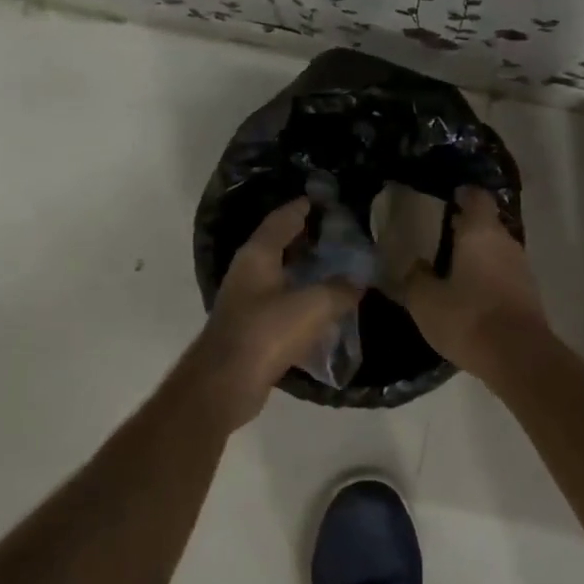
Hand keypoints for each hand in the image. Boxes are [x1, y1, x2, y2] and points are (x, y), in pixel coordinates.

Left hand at [194, 198, 361, 426]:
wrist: (226, 384)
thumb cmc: (266, 332)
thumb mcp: (313, 305)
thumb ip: (340, 289)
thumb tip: (358, 282)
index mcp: (258, 255)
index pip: (282, 219)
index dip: (303, 207)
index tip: (326, 199)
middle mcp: (248, 271)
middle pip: (280, 244)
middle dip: (307, 238)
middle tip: (339, 233)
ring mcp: (246, 300)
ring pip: (281, 274)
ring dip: (305, 269)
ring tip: (338, 267)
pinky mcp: (251, 327)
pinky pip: (282, 302)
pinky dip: (302, 298)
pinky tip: (324, 306)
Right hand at [394, 187, 549, 378]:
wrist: (518, 357)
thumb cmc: (468, 317)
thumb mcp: (425, 300)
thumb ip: (415, 278)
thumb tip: (414, 265)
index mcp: (480, 232)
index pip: (476, 197)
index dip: (462, 194)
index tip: (446, 198)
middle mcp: (505, 242)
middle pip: (486, 224)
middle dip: (466, 227)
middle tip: (439, 235)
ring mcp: (521, 268)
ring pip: (496, 251)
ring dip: (477, 255)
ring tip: (450, 267)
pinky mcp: (528, 294)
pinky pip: (503, 275)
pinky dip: (487, 278)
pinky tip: (469, 294)